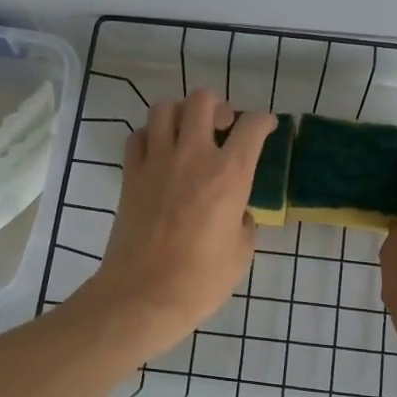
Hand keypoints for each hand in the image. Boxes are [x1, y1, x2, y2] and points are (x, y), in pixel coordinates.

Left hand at [80, 89, 276, 353]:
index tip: (266, 126)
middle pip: (203, 101)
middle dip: (219, 105)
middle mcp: (193, 156)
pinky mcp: (130, 175)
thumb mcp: (241, 253)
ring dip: (181, 113)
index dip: (263, 120)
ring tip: (189, 131)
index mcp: (229, 174)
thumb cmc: (200, 280)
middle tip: (223, 125)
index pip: (251, 127)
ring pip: (165, 109)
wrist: (143, 295)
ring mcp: (157, 162)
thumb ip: (244, 223)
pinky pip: (138, 136)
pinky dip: (150, 135)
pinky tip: (159, 152)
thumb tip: (238, 213)